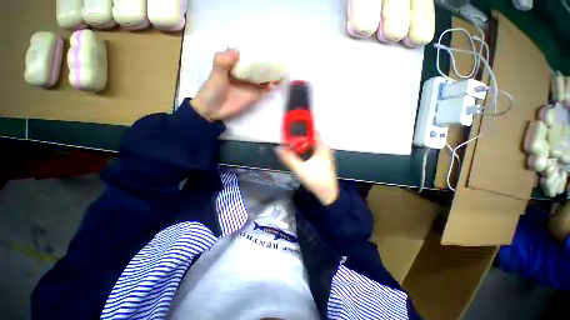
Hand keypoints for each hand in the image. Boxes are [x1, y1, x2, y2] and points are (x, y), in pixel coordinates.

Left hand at [191, 49, 275, 120]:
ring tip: (280, 71)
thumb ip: (223, 61)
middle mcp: (245, 74)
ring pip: (263, 78)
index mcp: (235, 65)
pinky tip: (274, 84)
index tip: (267, 46)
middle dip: (267, 63)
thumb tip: (237, 49)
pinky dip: (270, 87)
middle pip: (258, 66)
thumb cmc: (212, 90)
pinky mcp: (254, 96)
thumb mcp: (216, 74)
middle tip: (278, 59)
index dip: (256, 51)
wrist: (213, 110)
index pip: (247, 56)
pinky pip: (264, 90)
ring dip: (271, 75)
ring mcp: (250, 85)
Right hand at [276, 137, 338, 205]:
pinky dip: (306, 153)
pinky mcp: (323, 162)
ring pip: (311, 147)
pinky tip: (299, 158)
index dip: (301, 131)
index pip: (312, 132)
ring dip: (302, 147)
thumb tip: (278, 149)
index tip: (291, 133)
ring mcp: (325, 156)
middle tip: (289, 144)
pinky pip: (313, 153)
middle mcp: (325, 149)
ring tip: (292, 150)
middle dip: (299, 140)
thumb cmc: (316, 180)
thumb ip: (288, 158)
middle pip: (310, 140)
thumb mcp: (300, 169)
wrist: (328, 194)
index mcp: (322, 147)